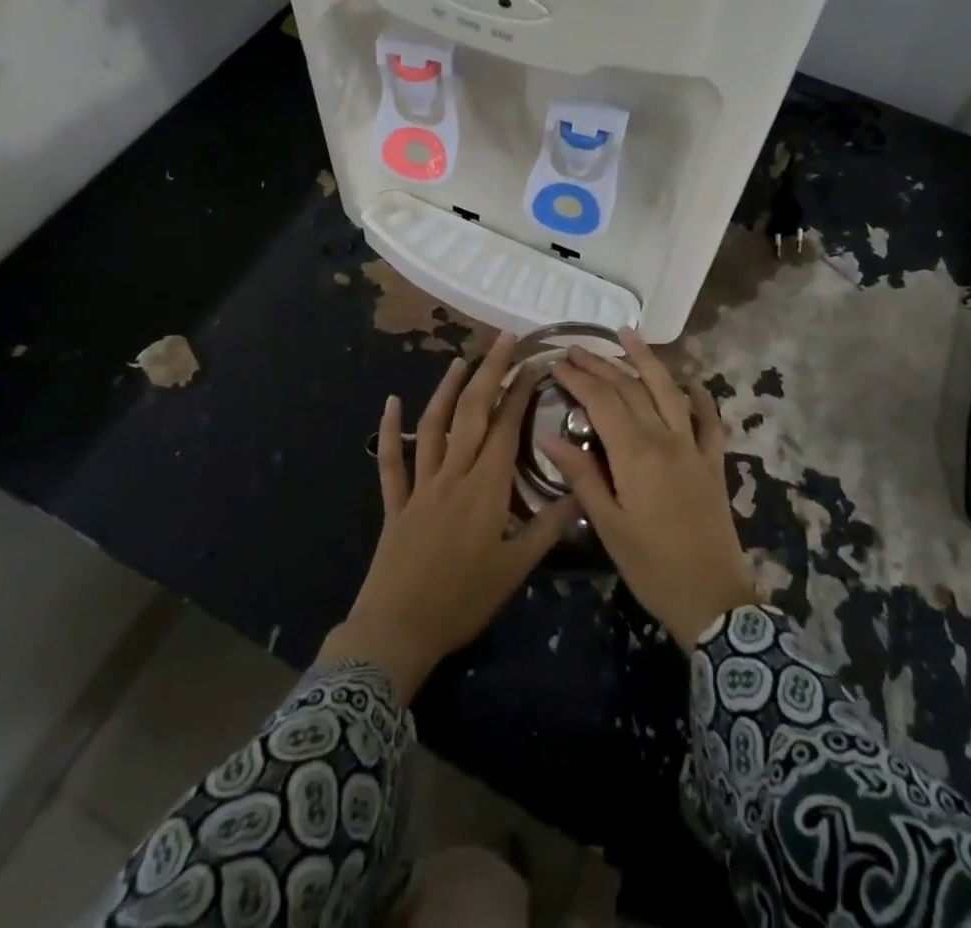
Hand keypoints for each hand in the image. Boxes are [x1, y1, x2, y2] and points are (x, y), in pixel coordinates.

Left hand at [318, 335, 578, 702]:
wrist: (398, 630)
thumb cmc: (463, 600)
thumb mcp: (515, 570)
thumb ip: (547, 528)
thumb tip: (580, 495)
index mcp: (485, 488)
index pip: (506, 427)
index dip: (520, 393)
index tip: (534, 364)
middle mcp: (453, 475)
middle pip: (471, 413)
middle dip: (489, 372)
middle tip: (505, 339)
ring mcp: (420, 485)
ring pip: (432, 426)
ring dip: (446, 389)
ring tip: (460, 359)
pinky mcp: (395, 502)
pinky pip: (391, 461)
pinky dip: (390, 430)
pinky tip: (390, 403)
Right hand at [541, 330, 758, 646]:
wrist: (713, 599)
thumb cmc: (651, 566)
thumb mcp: (607, 526)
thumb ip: (581, 476)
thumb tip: (549, 436)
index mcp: (635, 455)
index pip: (602, 402)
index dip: (579, 379)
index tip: (557, 363)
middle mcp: (665, 439)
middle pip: (631, 389)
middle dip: (601, 364)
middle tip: (577, 348)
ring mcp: (694, 447)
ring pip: (668, 391)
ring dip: (647, 360)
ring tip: (628, 334)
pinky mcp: (713, 461)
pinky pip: (709, 419)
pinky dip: (700, 396)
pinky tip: (690, 380)